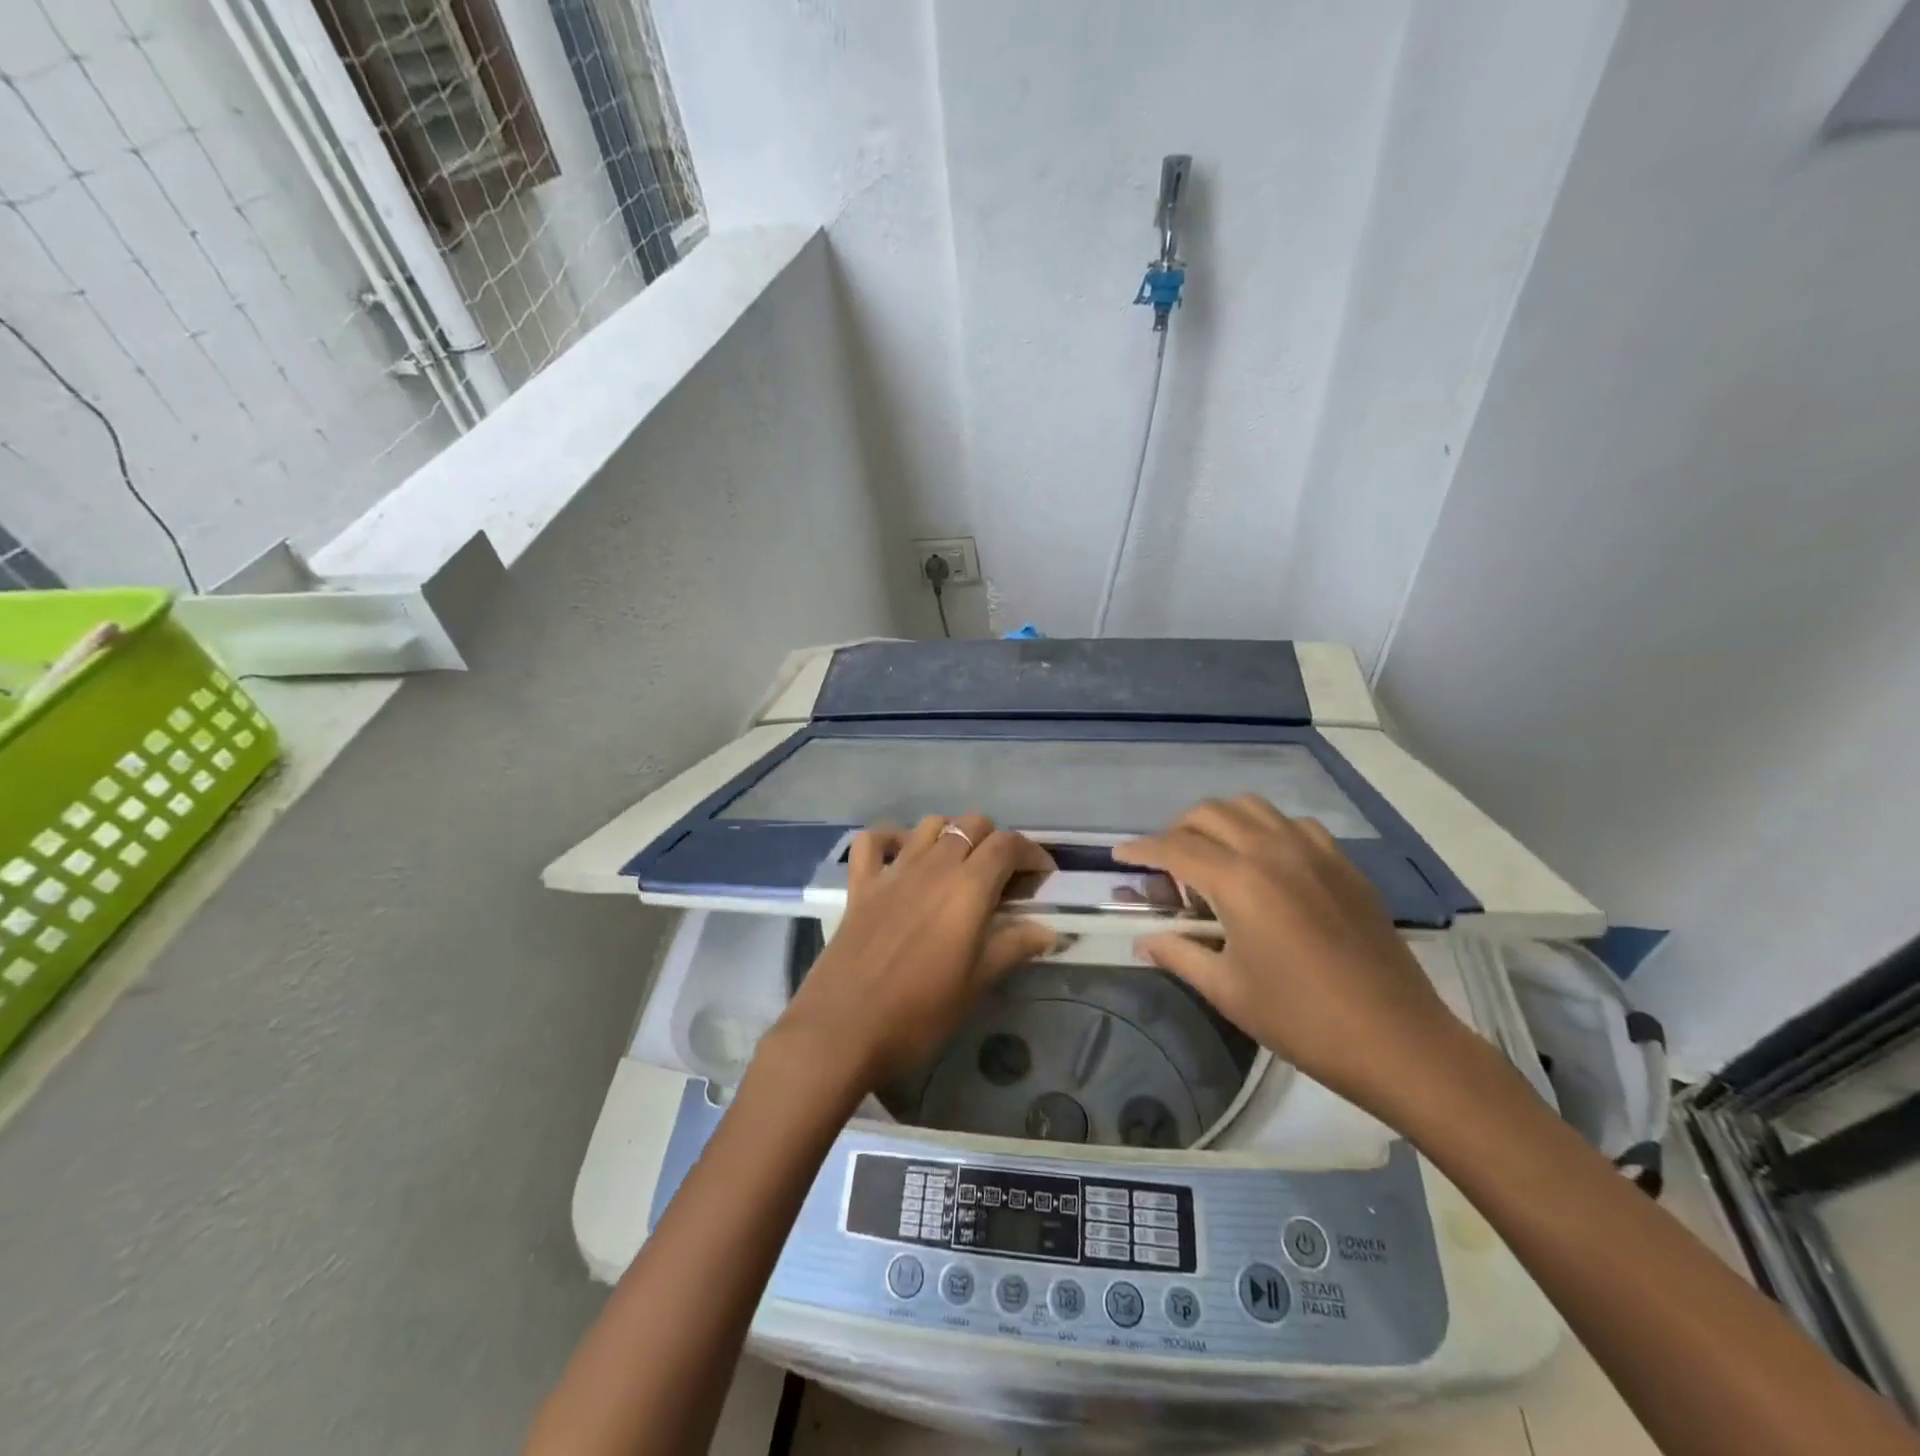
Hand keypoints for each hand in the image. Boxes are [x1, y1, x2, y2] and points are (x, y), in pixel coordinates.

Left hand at [766, 815, 1057, 1093]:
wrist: (842, 1030)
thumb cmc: (919, 1013)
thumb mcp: (976, 983)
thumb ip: (1013, 947)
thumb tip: (1048, 931)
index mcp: (967, 887)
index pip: (1008, 845)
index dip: (1032, 853)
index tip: (1042, 877)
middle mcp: (932, 865)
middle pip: (971, 825)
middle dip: (995, 842)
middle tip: (1003, 880)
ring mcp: (892, 871)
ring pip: (930, 824)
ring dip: (951, 835)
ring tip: (960, 869)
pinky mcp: (860, 885)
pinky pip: (873, 841)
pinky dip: (891, 839)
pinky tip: (902, 858)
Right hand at [1115, 796, 1479, 1119]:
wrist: (1398, 1040)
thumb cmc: (1301, 1020)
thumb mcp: (1227, 990)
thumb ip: (1178, 953)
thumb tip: (1143, 940)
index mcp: (1239, 881)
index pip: (1174, 847)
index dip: (1140, 848)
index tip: (1119, 855)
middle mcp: (1273, 851)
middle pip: (1209, 813)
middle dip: (1176, 830)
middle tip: (1166, 866)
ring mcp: (1314, 852)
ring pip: (1252, 807)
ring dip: (1221, 822)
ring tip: (1213, 858)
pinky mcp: (1344, 864)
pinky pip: (1293, 825)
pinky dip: (1266, 831)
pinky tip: (1267, 866)